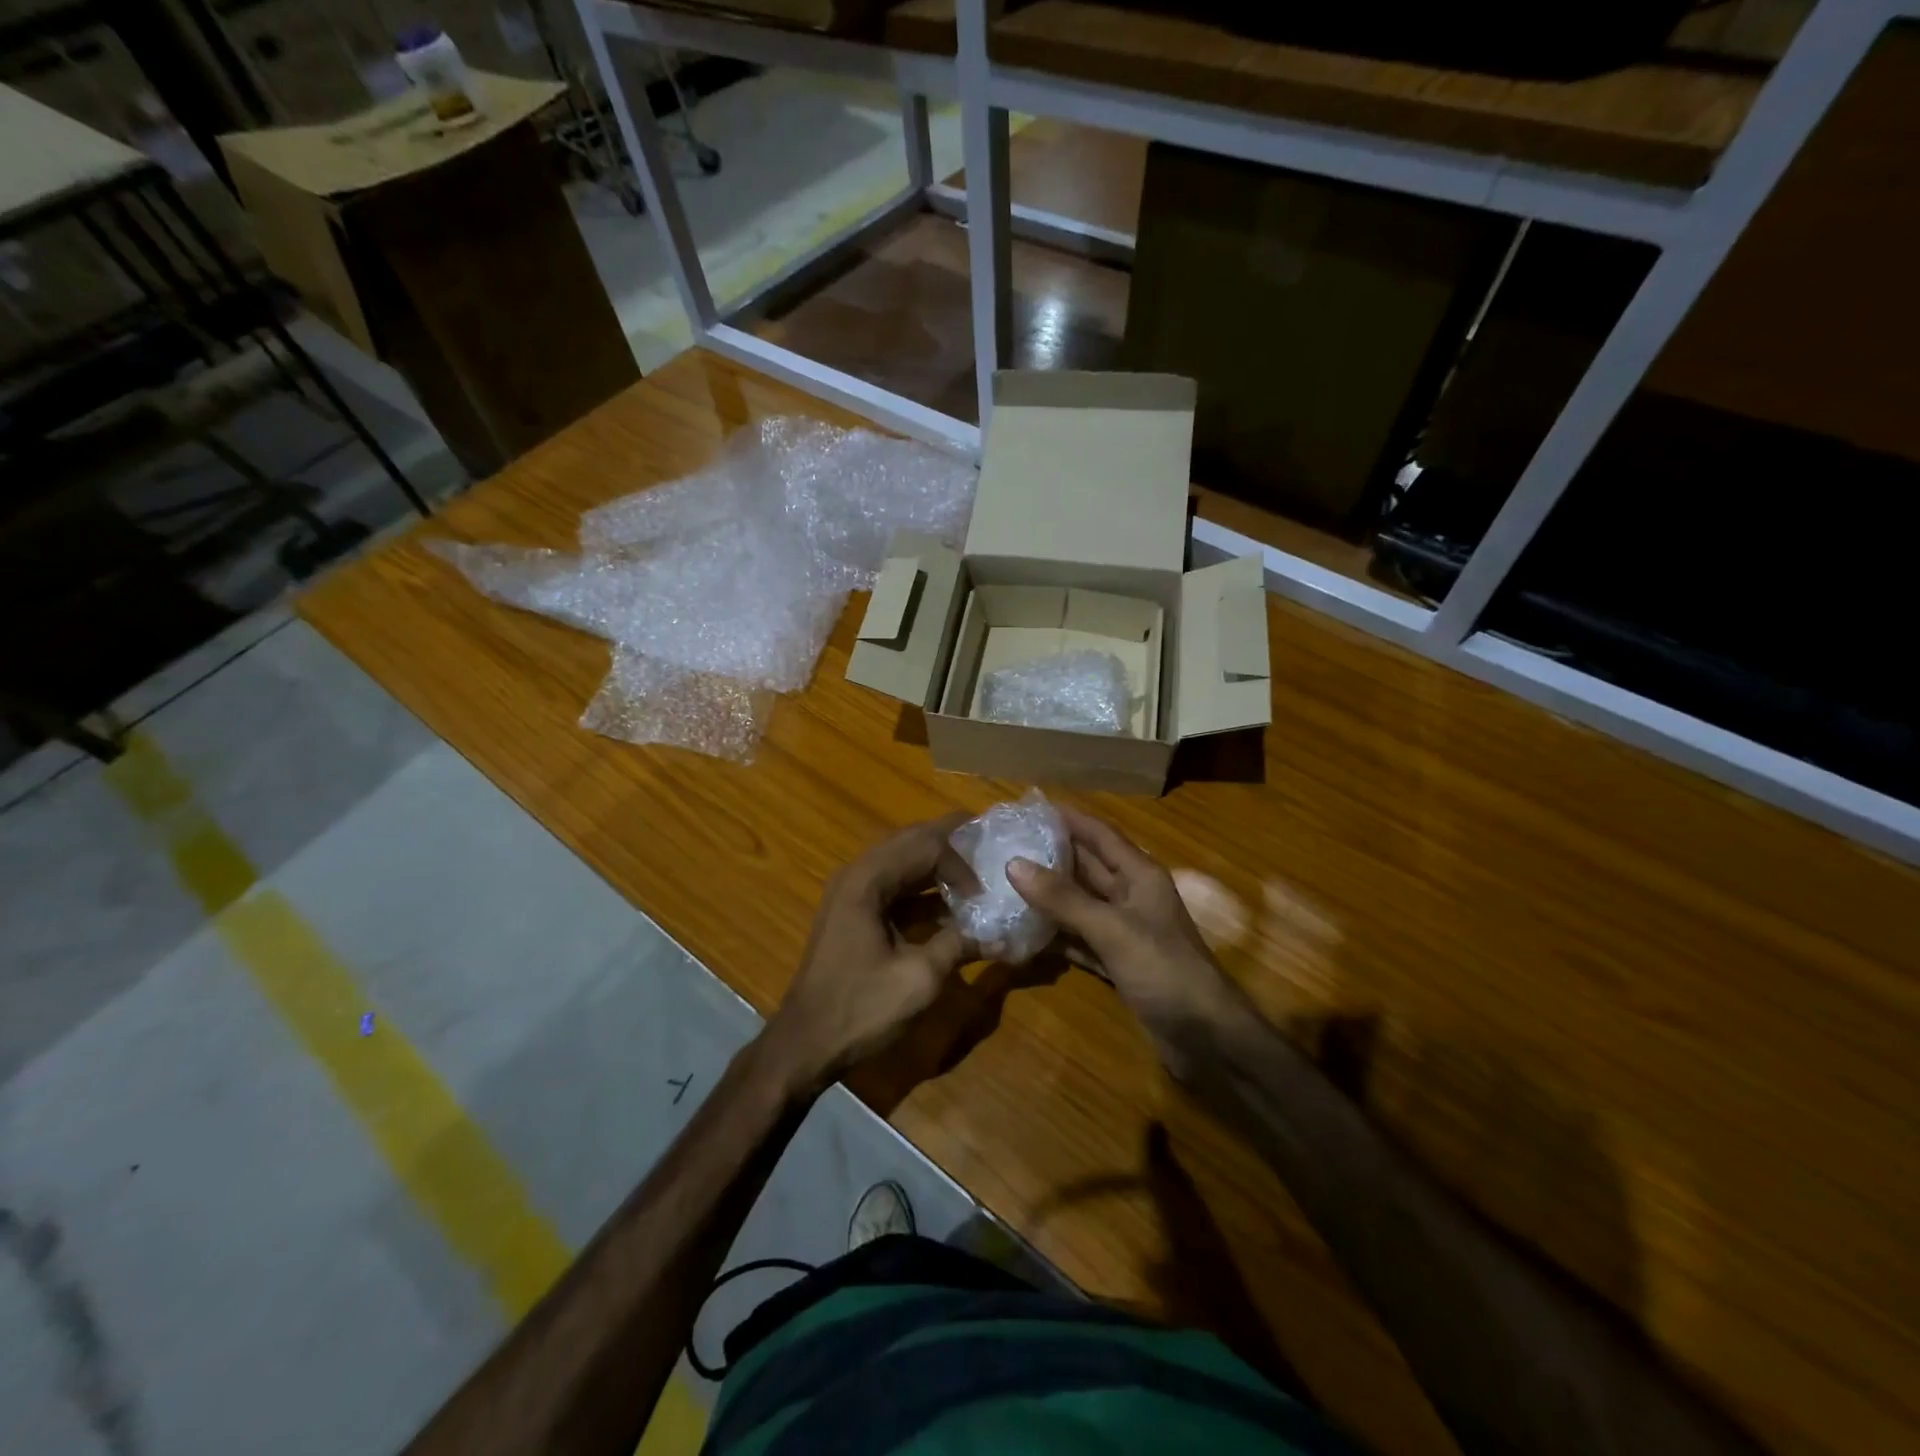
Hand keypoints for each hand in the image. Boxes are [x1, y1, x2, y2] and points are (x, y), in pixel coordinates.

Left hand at [763, 813, 975, 1090]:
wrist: (806, 1043)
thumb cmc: (860, 1008)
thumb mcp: (919, 978)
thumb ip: (959, 945)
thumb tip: (1000, 934)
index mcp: (868, 880)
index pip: (925, 846)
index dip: (961, 863)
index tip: (985, 893)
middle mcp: (857, 875)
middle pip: (911, 841)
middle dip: (951, 842)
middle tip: (989, 843)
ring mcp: (852, 893)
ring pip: (903, 862)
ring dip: (938, 865)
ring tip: (977, 871)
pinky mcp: (855, 914)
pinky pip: (895, 886)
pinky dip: (924, 889)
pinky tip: (950, 908)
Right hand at [1007, 808, 1247, 1066]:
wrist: (1207, 1038)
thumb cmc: (1164, 970)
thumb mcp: (1112, 929)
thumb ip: (1063, 898)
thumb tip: (1014, 863)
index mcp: (1140, 875)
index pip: (1099, 834)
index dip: (1068, 818)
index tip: (1029, 807)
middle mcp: (1132, 896)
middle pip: (1087, 867)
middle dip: (1050, 854)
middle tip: (1006, 844)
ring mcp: (1124, 931)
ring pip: (1080, 903)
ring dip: (1048, 895)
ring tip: (1005, 881)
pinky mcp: (1118, 963)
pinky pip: (1080, 938)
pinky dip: (1056, 934)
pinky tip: (1025, 931)